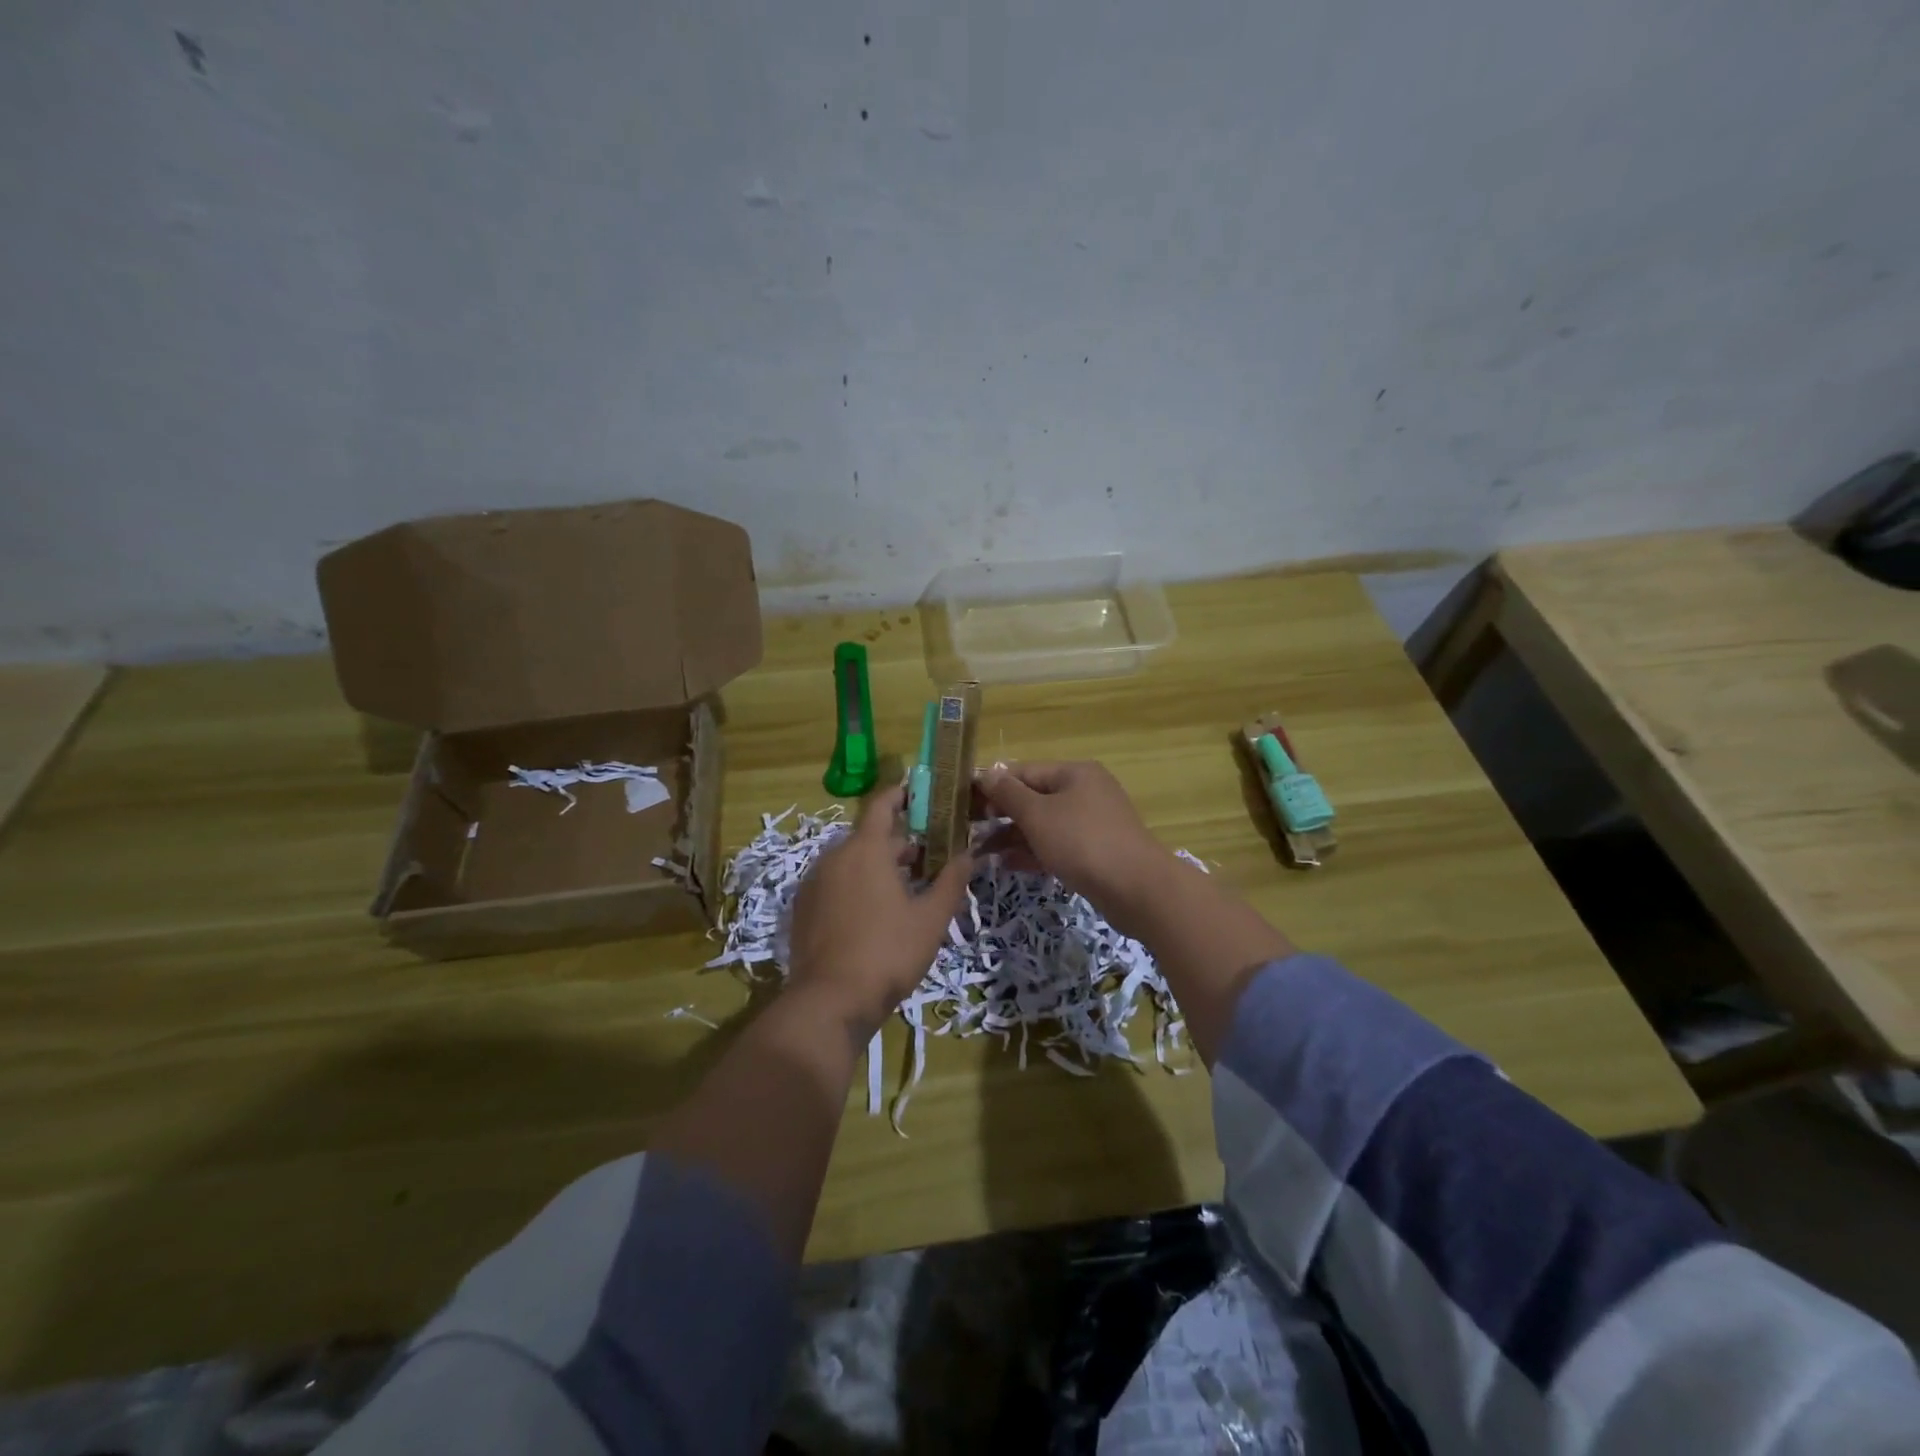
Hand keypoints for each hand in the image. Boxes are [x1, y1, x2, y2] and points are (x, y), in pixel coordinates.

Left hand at [786, 786, 972, 1036]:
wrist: (830, 1001)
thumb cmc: (888, 952)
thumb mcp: (931, 918)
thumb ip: (952, 881)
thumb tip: (969, 854)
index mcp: (865, 850)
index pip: (882, 806)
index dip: (901, 796)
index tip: (920, 794)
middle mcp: (834, 857)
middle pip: (870, 838)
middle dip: (900, 844)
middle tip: (930, 859)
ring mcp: (814, 884)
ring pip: (851, 862)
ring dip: (878, 867)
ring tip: (907, 890)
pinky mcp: (803, 909)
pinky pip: (835, 884)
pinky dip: (856, 887)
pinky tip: (875, 914)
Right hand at [977, 761, 1175, 932]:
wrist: (1137, 889)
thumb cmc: (1082, 842)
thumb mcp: (1038, 815)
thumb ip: (1008, 794)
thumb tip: (986, 774)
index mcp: (1074, 773)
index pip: (1023, 771)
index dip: (992, 786)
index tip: (963, 804)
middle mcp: (1085, 792)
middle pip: (1034, 798)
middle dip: (1001, 815)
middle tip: (969, 830)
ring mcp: (1093, 823)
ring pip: (1045, 825)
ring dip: (1014, 837)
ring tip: (981, 853)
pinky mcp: (1096, 852)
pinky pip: (1057, 846)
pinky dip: (1034, 852)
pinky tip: (1008, 865)